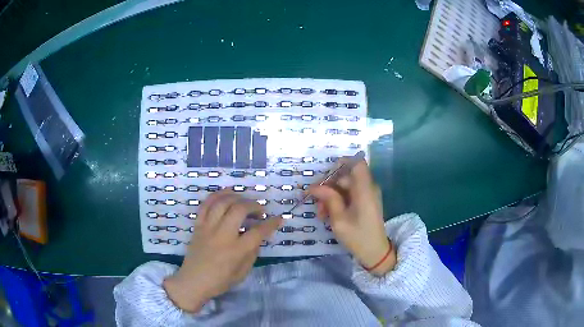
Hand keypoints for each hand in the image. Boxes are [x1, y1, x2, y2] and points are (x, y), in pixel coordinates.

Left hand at [163, 190, 281, 311]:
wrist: (193, 281)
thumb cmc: (219, 281)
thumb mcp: (242, 273)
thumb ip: (252, 254)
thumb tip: (257, 238)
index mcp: (236, 250)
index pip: (258, 232)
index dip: (271, 224)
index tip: (279, 218)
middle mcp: (222, 235)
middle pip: (239, 209)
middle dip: (254, 205)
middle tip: (260, 211)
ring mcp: (208, 228)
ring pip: (222, 202)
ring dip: (236, 197)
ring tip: (244, 201)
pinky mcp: (198, 226)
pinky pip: (206, 205)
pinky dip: (217, 195)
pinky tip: (226, 193)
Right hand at [308, 159, 395, 275]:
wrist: (375, 252)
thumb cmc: (358, 236)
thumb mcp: (339, 219)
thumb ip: (328, 199)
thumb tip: (314, 186)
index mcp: (364, 189)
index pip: (356, 163)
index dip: (341, 163)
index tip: (325, 175)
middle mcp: (368, 188)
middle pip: (346, 176)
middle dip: (328, 187)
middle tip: (315, 202)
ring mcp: (367, 195)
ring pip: (345, 187)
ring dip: (330, 197)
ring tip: (320, 213)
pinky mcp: (365, 203)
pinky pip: (349, 195)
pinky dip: (338, 202)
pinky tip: (328, 215)